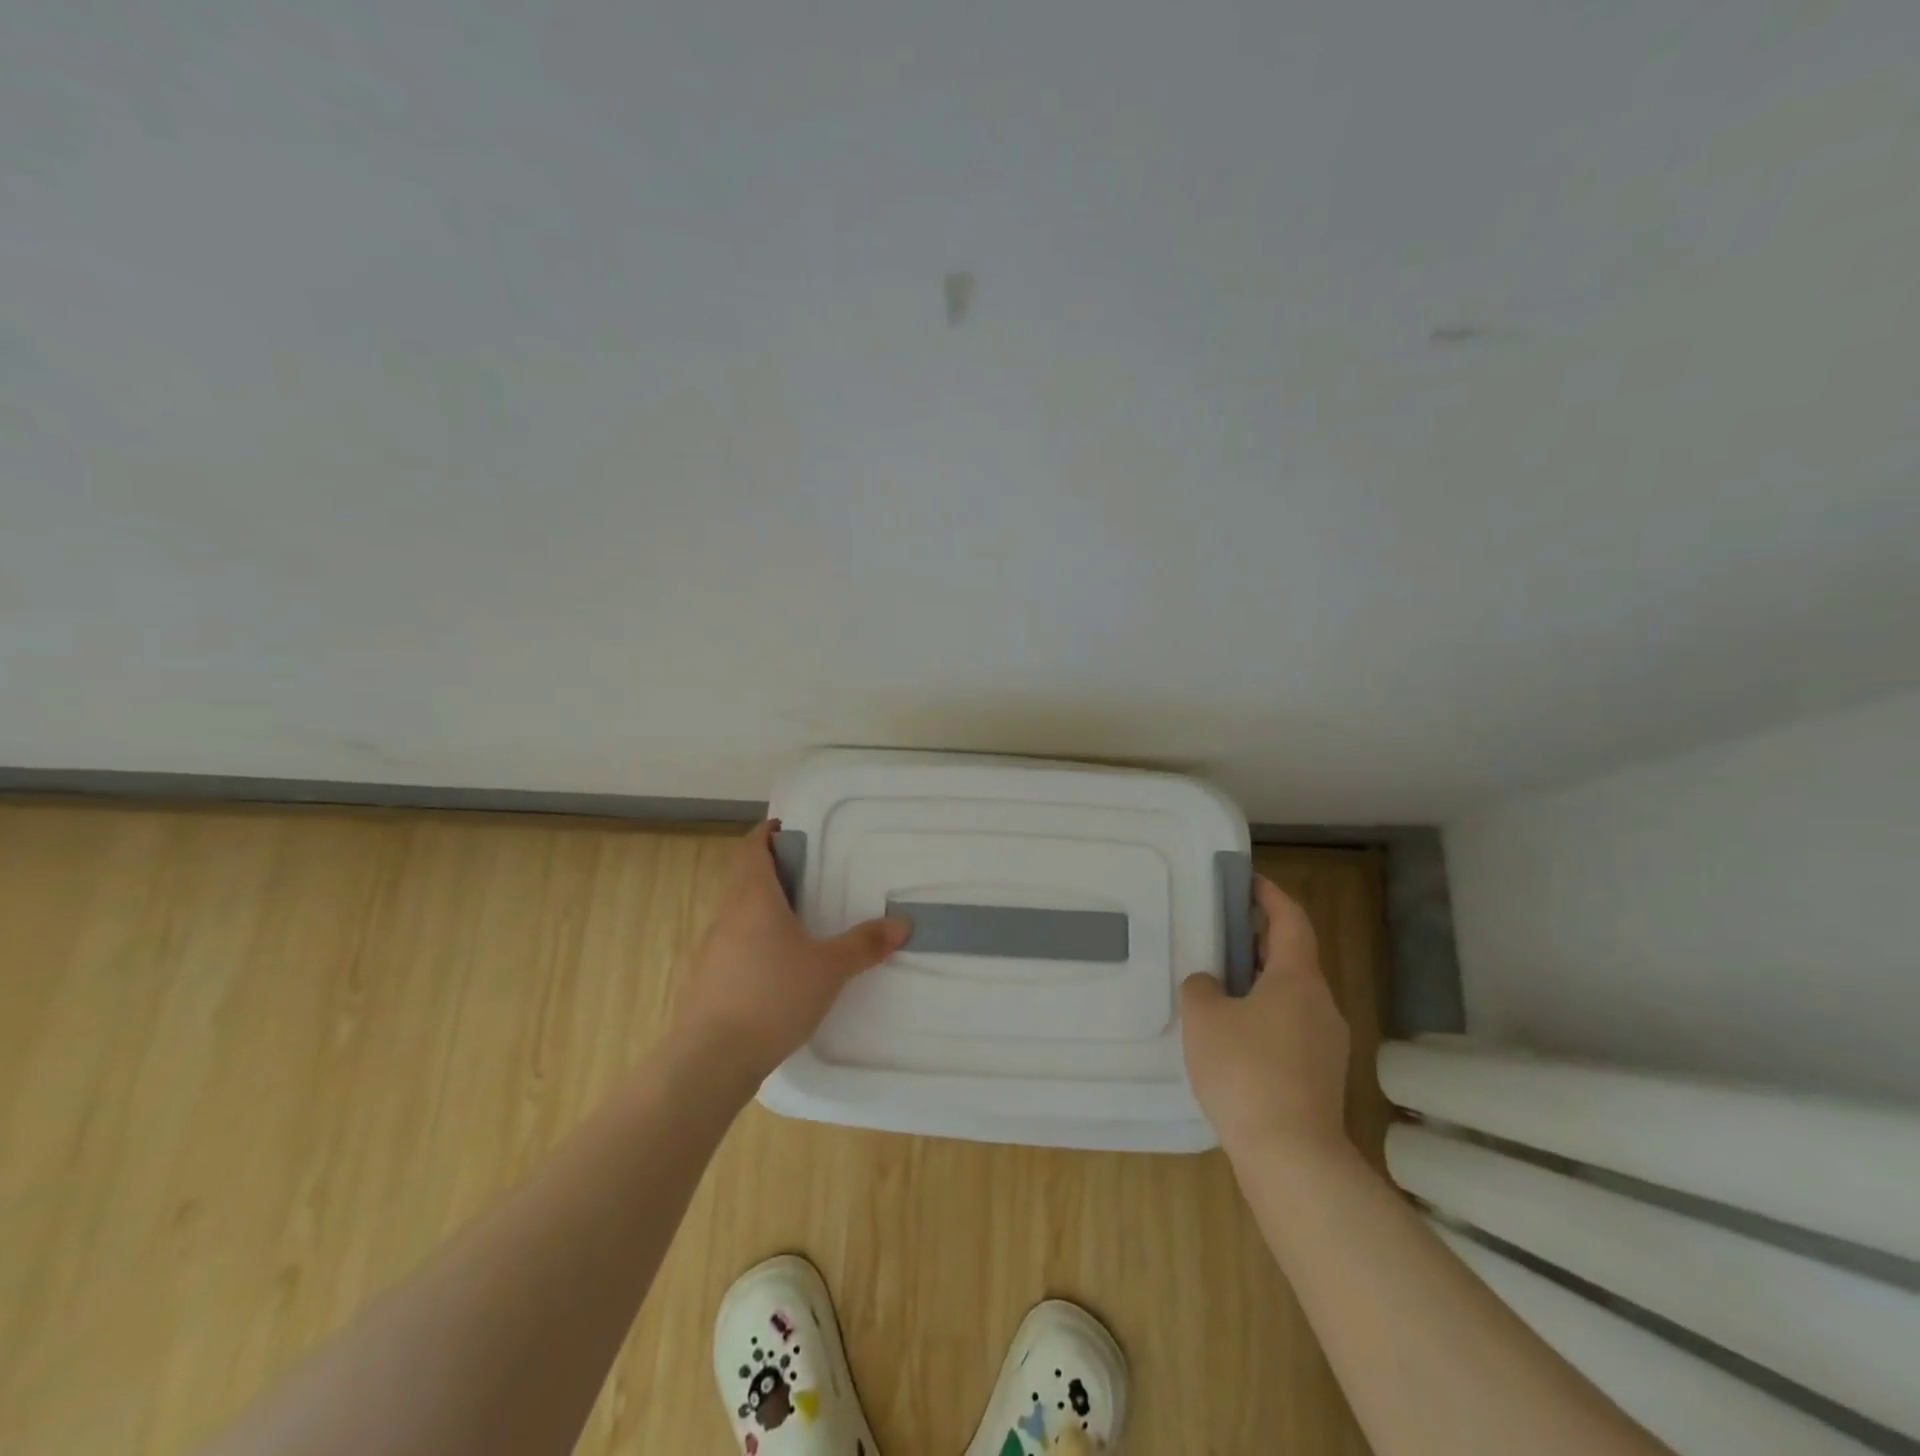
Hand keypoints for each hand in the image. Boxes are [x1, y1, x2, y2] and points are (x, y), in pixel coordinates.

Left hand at [672, 820, 909, 1079]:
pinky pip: (731, 943)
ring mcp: (711, 948)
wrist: (711, 1059)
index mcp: (752, 898)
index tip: (786, 828)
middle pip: (743, 877)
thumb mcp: (828, 969)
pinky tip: (776, 964)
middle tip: (806, 874)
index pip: (751, 849)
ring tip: (796, 918)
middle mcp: (726, 915)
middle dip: (770, 869)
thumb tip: (902, 923)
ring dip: (760, 905)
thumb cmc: (772, 997)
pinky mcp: (706, 979)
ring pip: (736, 912)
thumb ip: (864, 944)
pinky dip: (752, 939)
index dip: (766, 834)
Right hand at [1180, 876, 1350, 1161]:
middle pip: (1293, 957)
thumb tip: (1211, 985)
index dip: (1271, 895)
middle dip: (1259, 940)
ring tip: (1219, 986)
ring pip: (1291, 995)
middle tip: (1221, 932)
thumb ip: (1202, 987)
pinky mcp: (1321, 1076)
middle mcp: (1321, 1004)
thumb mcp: (1204, 1017)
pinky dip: (1264, 1016)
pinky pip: (1290, 1028)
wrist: (1292, 1156)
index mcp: (1298, 979)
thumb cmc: (1245, 1071)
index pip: (1291, 920)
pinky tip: (1233, 1036)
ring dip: (1259, 982)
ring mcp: (1326, 1043)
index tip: (1247, 881)